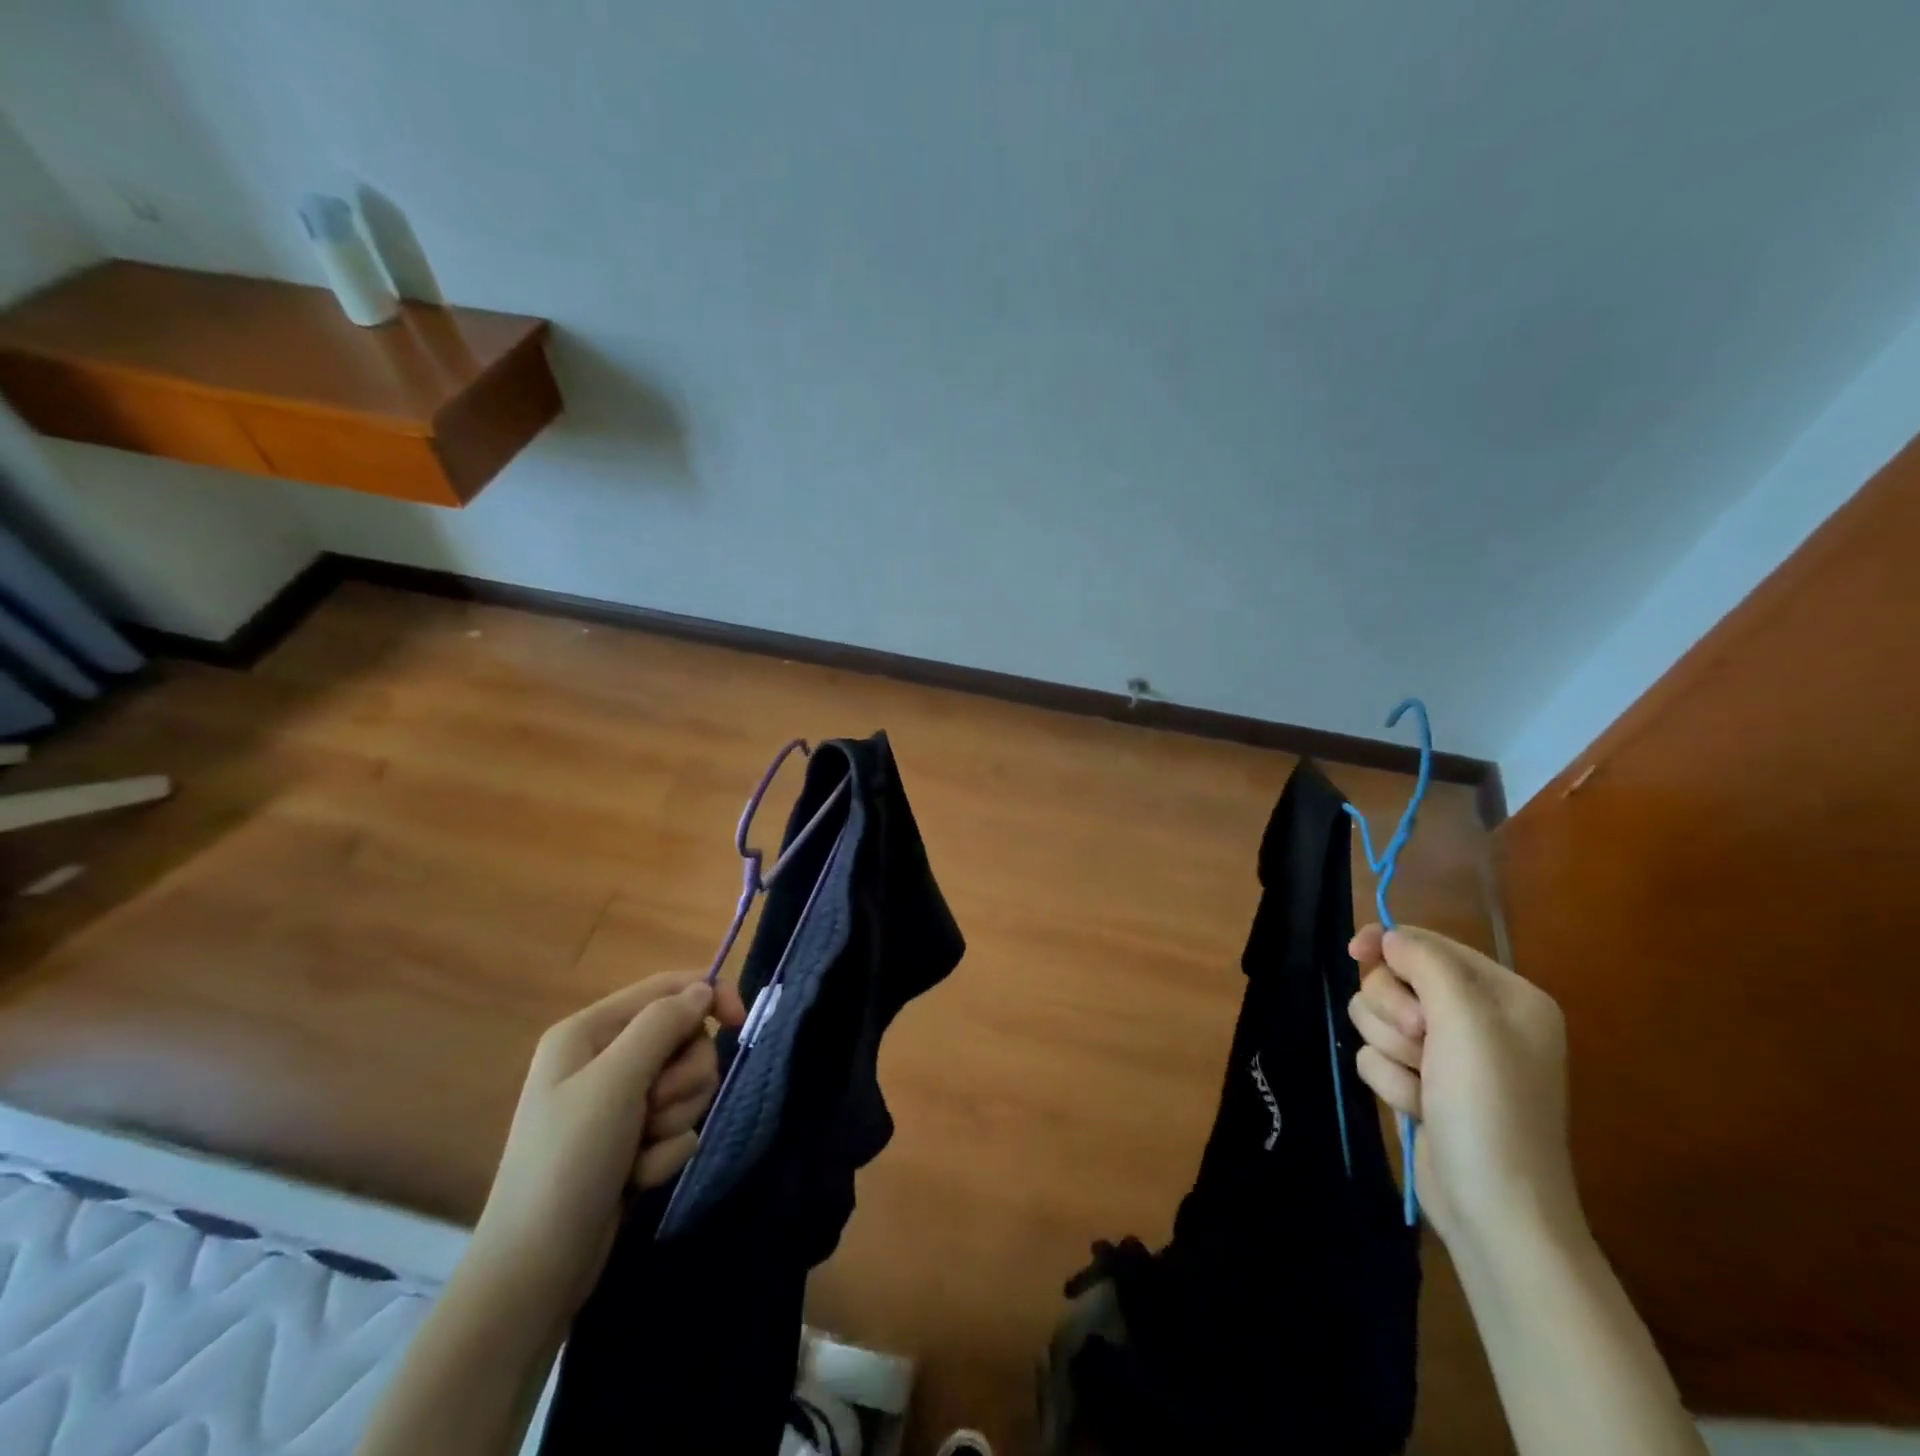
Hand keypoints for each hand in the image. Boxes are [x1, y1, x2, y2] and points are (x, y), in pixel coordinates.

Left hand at [471, 973, 747, 1321]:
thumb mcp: (617, 1081)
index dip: (709, 996)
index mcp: (590, 1031)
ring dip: (675, 1118)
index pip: (667, 987)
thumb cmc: (569, 1161)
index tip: (740, 1022)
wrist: (536, 1270)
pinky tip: (635, 1177)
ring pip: (686, 1083)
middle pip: (684, 1039)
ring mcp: (616, 1102)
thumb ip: (663, 1024)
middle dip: (683, 1078)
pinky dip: (665, 1150)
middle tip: (655, 1109)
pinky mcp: (630, 1140)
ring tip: (642, 1150)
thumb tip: (703, 988)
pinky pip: (677, 1124)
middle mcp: (604, 1058)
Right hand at [1347, 924, 1577, 1250]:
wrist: (1495, 1210)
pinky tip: (1417, 1108)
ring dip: (1389, 1050)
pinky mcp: (1421, 1082)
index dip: (1389, 945)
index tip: (1354, 952)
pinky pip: (1376, 1056)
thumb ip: (1426, 963)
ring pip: (1378, 1018)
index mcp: (1505, 996)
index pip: (1429, 945)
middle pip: (1394, 980)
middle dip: (1393, 1011)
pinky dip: (1390, 1080)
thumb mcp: (1465, 1021)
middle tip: (1419, 1042)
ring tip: (1420, 1084)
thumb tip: (1388, 937)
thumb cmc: (1490, 1107)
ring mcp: (1447, 1054)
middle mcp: (1478, 1019)